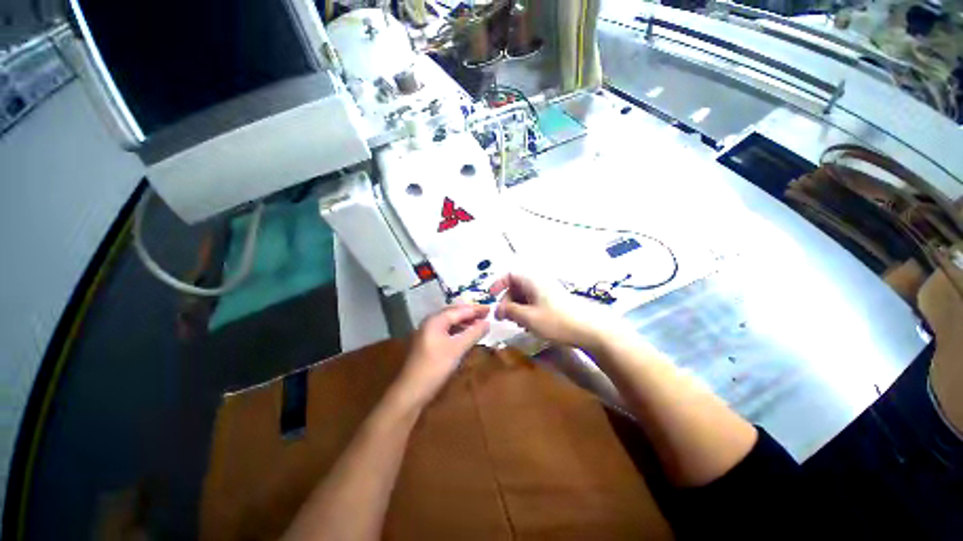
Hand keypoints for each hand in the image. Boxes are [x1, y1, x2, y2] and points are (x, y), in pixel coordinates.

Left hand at [393, 304, 490, 408]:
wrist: (411, 391)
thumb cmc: (436, 366)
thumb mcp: (457, 348)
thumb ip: (473, 333)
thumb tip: (488, 322)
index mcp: (436, 319)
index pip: (460, 310)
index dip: (476, 309)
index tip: (491, 308)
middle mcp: (430, 322)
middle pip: (454, 313)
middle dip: (470, 314)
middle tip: (487, 315)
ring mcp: (428, 332)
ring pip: (450, 322)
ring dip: (465, 323)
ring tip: (480, 324)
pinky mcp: (428, 343)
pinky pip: (446, 331)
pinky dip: (458, 331)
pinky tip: (466, 335)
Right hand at [489, 273, 622, 350]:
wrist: (590, 329)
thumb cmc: (557, 321)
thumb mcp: (528, 318)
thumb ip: (509, 311)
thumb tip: (497, 309)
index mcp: (532, 281)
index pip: (510, 274)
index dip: (498, 284)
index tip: (491, 297)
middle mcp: (539, 282)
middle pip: (516, 286)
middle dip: (507, 301)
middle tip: (504, 317)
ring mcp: (548, 292)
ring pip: (525, 296)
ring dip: (517, 307)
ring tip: (517, 323)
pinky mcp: (554, 302)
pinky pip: (534, 302)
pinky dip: (527, 311)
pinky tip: (530, 325)